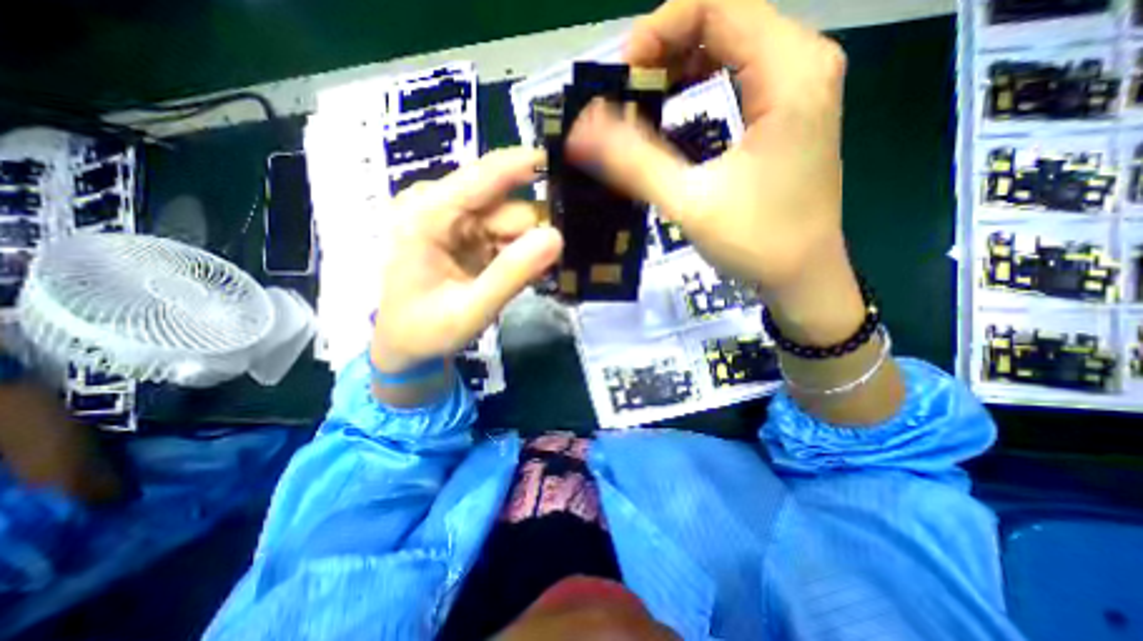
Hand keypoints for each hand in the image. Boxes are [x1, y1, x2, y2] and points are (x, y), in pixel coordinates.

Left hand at [373, 144, 564, 374]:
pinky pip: (506, 236)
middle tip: (554, 263)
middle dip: (536, 231)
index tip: (570, 161)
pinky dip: (520, 253)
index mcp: (428, 215)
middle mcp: (441, 207)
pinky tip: (525, 273)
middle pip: (507, 205)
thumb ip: (511, 274)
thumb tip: (557, 237)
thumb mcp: (470, 310)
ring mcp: (455, 221)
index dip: (527, 164)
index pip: (484, 175)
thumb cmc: (426, 330)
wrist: (405, 346)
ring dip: (529, 246)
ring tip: (539, 275)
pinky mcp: (467, 236)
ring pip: (512, 222)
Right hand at [567, 0, 862, 344]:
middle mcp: (805, 61)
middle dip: (666, 47)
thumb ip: (634, 161)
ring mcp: (803, 84)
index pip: (716, 4)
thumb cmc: (756, 242)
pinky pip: (742, 71)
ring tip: (644, 97)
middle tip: (627, 91)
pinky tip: (677, 106)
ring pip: (732, 43)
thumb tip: (582, 128)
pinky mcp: (792, 109)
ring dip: (682, 63)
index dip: (658, 30)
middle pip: (725, 18)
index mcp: (789, 70)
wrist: (803, 277)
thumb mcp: (689, 202)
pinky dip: (702, 80)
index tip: (622, 75)